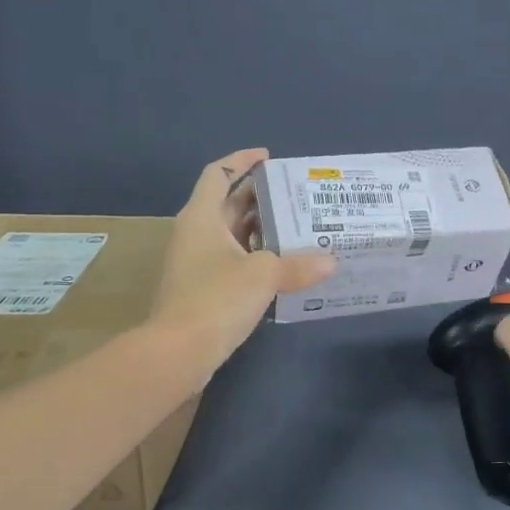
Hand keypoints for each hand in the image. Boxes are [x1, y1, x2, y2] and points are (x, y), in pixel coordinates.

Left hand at [151, 149, 333, 372]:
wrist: (178, 352)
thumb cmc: (216, 298)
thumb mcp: (264, 275)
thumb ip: (298, 264)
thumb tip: (331, 261)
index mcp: (202, 217)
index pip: (218, 174)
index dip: (241, 160)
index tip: (269, 157)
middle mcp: (195, 234)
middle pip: (228, 203)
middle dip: (261, 197)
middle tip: (298, 197)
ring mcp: (196, 263)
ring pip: (232, 235)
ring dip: (262, 230)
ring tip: (300, 228)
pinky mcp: (202, 289)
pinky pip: (233, 261)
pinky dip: (257, 257)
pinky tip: (285, 266)